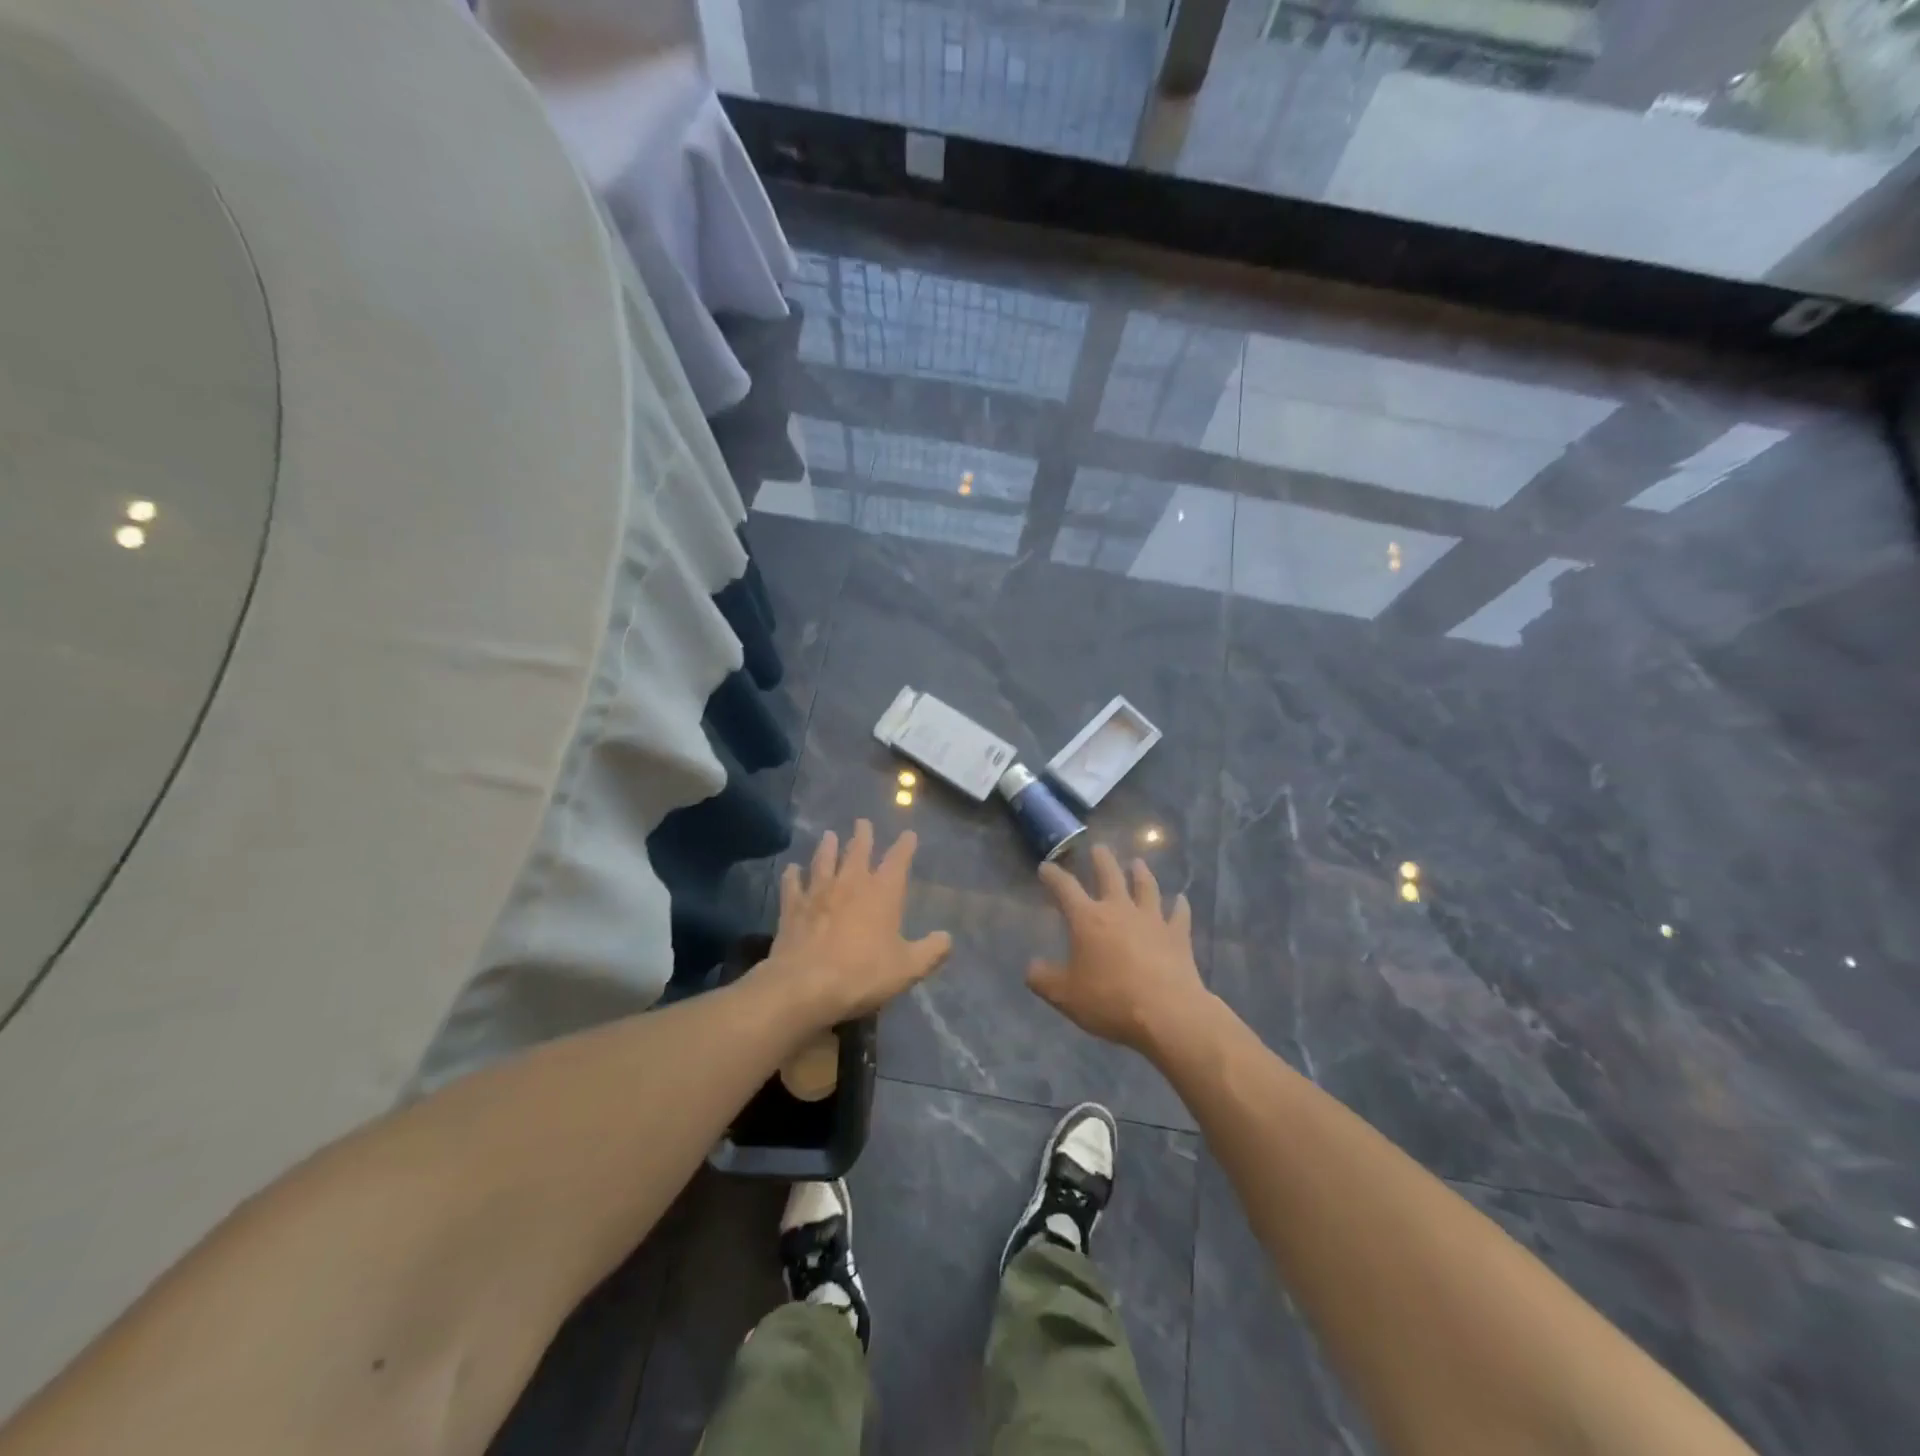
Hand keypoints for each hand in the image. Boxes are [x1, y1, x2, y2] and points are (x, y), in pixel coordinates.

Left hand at [763, 820, 952, 1028]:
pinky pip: (793, 885)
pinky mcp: (793, 907)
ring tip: (829, 835)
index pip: (898, 860)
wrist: (806, 985)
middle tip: (862, 822)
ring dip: (828, 847)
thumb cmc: (863, 974)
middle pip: (858, 851)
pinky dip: (793, 875)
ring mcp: (818, 892)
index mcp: (883, 893)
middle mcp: (851, 883)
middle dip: (863, 836)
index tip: (909, 834)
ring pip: (824, 861)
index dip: (905, 846)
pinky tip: (792, 869)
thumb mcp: (907, 968)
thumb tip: (947, 938)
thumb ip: (931, 951)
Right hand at [1029, 844, 1206, 1054]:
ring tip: (1137, 862)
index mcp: (1088, 919)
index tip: (1046, 867)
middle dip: (1102, 860)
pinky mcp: (1178, 936)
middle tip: (1099, 848)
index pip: (1065, 888)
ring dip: (1141, 873)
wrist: (1167, 1013)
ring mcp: (1152, 920)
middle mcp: (1120, 910)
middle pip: (1110, 875)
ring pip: (1146, 887)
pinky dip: (1179, 905)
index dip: (1054, 876)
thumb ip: (1044, 979)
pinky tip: (1181, 899)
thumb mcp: (1065, 996)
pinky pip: (1179, 915)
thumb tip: (1031, 967)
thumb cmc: (1110, 1001)